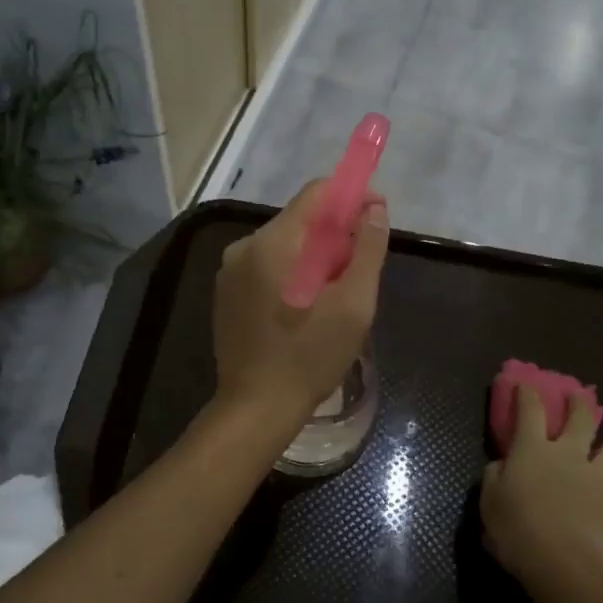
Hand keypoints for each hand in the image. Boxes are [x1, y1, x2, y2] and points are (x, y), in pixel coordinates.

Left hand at [211, 180, 388, 434]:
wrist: (256, 408)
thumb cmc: (310, 357)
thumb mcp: (354, 305)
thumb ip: (367, 251)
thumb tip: (374, 210)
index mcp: (273, 243)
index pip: (316, 194)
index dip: (351, 197)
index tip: (376, 217)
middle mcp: (244, 247)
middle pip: (300, 219)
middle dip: (335, 232)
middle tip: (360, 265)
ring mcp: (229, 271)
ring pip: (283, 244)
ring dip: (314, 255)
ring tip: (337, 291)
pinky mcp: (226, 293)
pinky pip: (266, 266)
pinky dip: (291, 273)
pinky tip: (306, 306)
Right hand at [481, 384, 602, 593]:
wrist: (565, 564)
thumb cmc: (517, 529)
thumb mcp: (490, 502)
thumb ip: (495, 477)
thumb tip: (502, 466)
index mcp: (532, 450)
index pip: (530, 409)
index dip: (527, 392)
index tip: (526, 382)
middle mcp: (567, 455)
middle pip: (581, 417)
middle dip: (578, 402)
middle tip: (577, 396)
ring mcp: (594, 478)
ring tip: (598, 457)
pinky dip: (602, 492)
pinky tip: (593, 506)